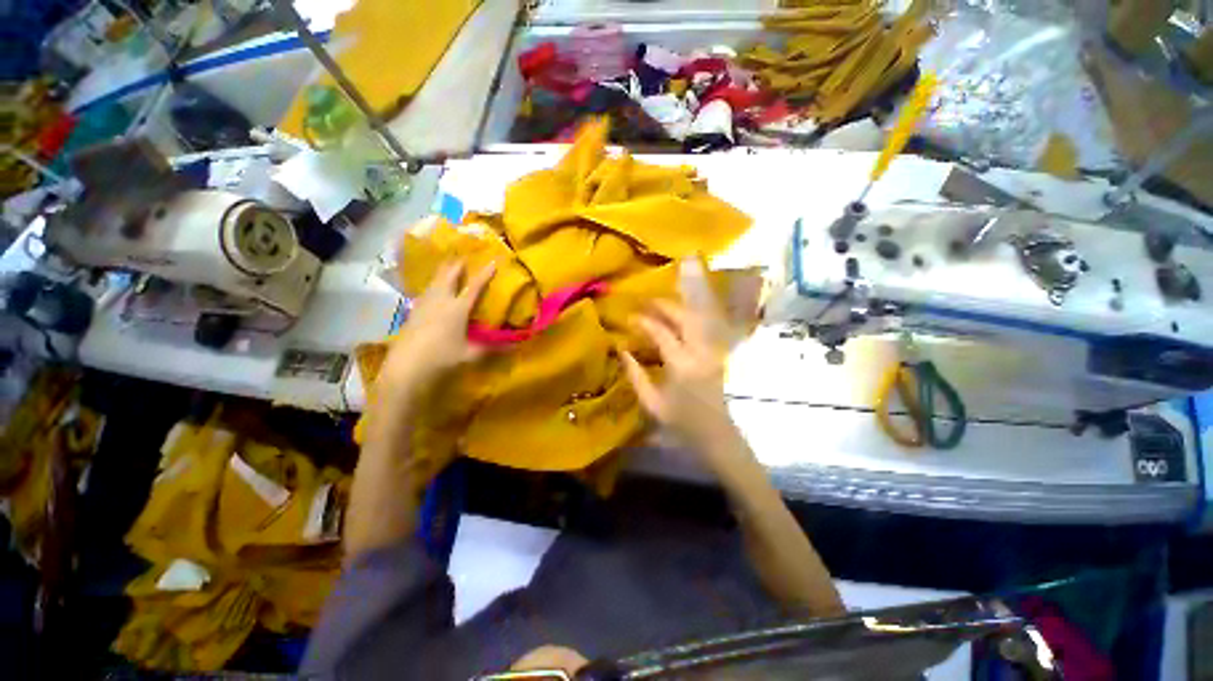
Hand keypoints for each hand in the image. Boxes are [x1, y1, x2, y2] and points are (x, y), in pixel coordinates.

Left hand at [381, 261, 494, 393]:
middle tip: (463, 256)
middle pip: (449, 276)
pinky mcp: (414, 310)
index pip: (474, 287)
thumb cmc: (442, 357)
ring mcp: (425, 304)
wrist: (407, 365)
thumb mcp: (470, 354)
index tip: (493, 262)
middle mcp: (441, 300)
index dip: (485, 274)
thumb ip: (492, 348)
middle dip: (458, 265)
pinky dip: (433, 283)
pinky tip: (432, 287)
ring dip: (443, 271)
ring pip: (435, 280)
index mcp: (458, 309)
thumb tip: (515, 346)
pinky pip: (426, 290)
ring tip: (447, 264)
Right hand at [621, 259, 734, 449]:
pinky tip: (688, 306)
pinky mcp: (719, 351)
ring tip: (666, 297)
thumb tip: (621, 350)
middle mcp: (701, 351)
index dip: (645, 322)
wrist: (716, 434)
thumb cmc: (682, 423)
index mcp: (682, 365)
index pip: (662, 333)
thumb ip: (635, 375)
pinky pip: (709, 324)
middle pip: (685, 317)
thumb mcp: (652, 403)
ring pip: (701, 315)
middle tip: (647, 301)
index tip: (630, 317)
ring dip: (684, 302)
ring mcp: (714, 349)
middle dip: (665, 305)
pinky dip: (699, 311)